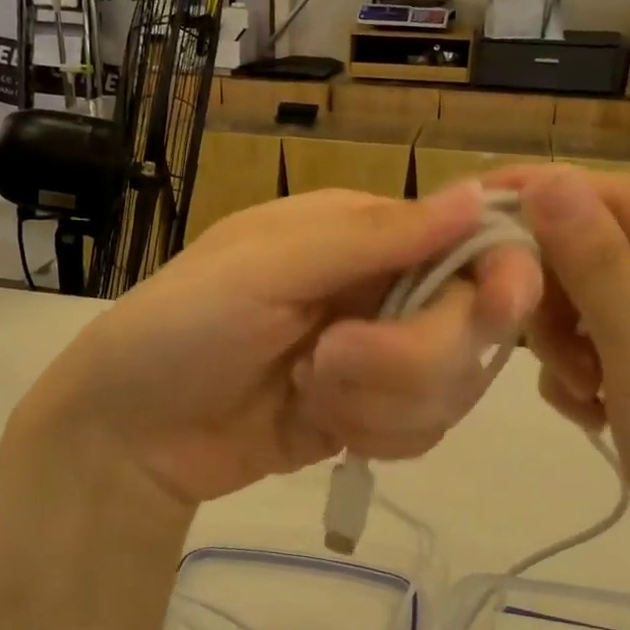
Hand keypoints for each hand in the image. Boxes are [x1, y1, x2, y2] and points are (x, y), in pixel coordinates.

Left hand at [22, 183, 542, 506]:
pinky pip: (425, 430)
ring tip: (307, 392)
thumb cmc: (184, 326)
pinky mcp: (376, 417)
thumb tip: (479, 194)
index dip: (497, 274)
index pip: (470, 241)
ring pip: (453, 385)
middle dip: (406, 357)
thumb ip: (375, 236)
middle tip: (326, 362)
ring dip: (380, 400)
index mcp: (366, 233)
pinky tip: (318, 423)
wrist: (131, 434)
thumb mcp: (268, 267)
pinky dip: (376, 434)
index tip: (497, 308)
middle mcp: (386, 288)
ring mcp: (384, 357)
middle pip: (471, 325)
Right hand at [495, 165, 629, 599]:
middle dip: (561, 296)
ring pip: (588, 295)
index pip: (623, 199)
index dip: (549, 194)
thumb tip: (550, 179)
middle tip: (544, 346)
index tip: (477, 207)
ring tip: (582, 393)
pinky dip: (577, 369)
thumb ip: (598, 265)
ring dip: (566, 341)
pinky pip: (595, 337)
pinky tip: (591, 411)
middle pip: (601, 248)